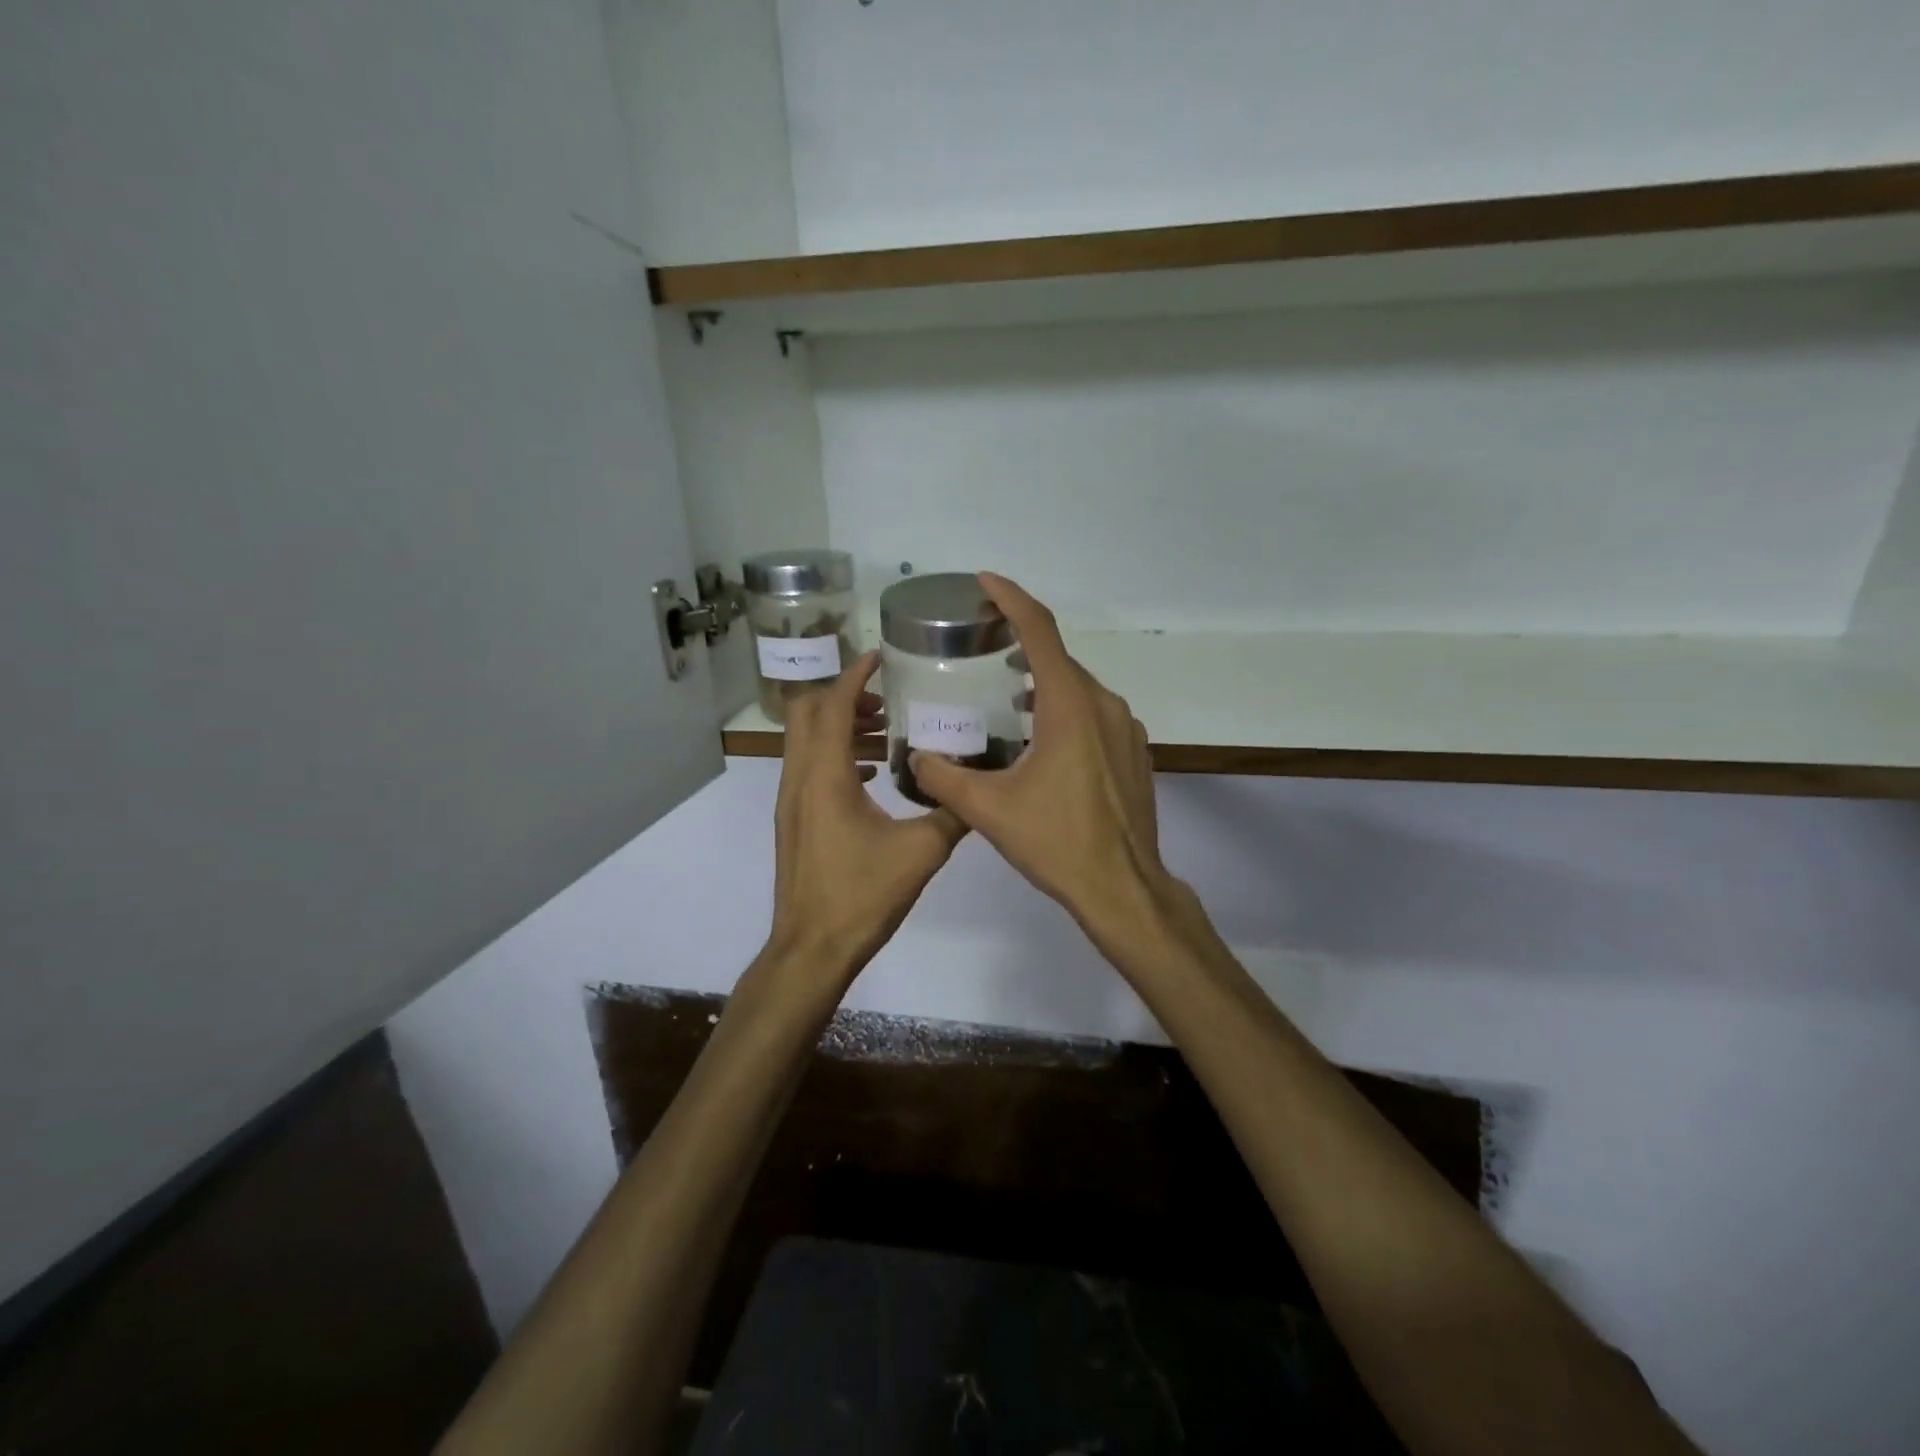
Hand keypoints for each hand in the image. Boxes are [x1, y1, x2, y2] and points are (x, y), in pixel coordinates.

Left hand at [767, 653, 967, 980]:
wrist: (811, 948)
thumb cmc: (862, 895)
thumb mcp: (921, 851)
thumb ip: (953, 813)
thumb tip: (978, 785)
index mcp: (825, 776)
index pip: (834, 705)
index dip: (855, 675)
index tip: (880, 657)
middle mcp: (800, 778)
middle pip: (808, 713)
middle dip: (844, 695)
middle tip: (886, 700)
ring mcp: (790, 800)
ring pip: (806, 741)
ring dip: (840, 726)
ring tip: (886, 734)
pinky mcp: (793, 820)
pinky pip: (808, 768)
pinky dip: (835, 755)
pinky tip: (872, 776)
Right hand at [908, 575, 1178, 951]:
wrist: (1122, 886)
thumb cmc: (1056, 842)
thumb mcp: (988, 810)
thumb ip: (944, 778)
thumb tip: (917, 758)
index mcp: (1069, 704)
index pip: (1039, 630)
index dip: (1010, 598)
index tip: (985, 581)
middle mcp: (1103, 704)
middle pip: (1058, 657)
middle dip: (1021, 643)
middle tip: (983, 645)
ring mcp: (1125, 727)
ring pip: (1078, 687)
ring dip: (1043, 680)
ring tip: (1007, 692)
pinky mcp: (1133, 751)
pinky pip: (1094, 712)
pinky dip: (1065, 707)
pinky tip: (1043, 736)